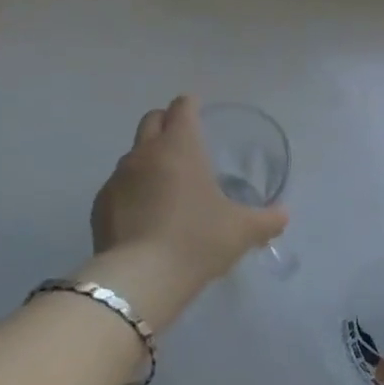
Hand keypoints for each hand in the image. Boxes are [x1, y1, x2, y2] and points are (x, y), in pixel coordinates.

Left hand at [83, 96, 286, 331]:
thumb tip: (283, 214)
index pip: (182, 107)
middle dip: (166, 123)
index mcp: (180, 146)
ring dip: (148, 159)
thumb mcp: (242, 231)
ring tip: (165, 185)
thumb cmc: (197, 240)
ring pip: (133, 153)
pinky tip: (143, 215)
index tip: (198, 110)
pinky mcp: (100, 204)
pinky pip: (118, 186)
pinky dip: (132, 190)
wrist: (140, 278)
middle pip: (152, 120)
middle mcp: (145, 152)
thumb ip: (267, 219)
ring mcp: (118, 177)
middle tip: (182, 142)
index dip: (191, 105)